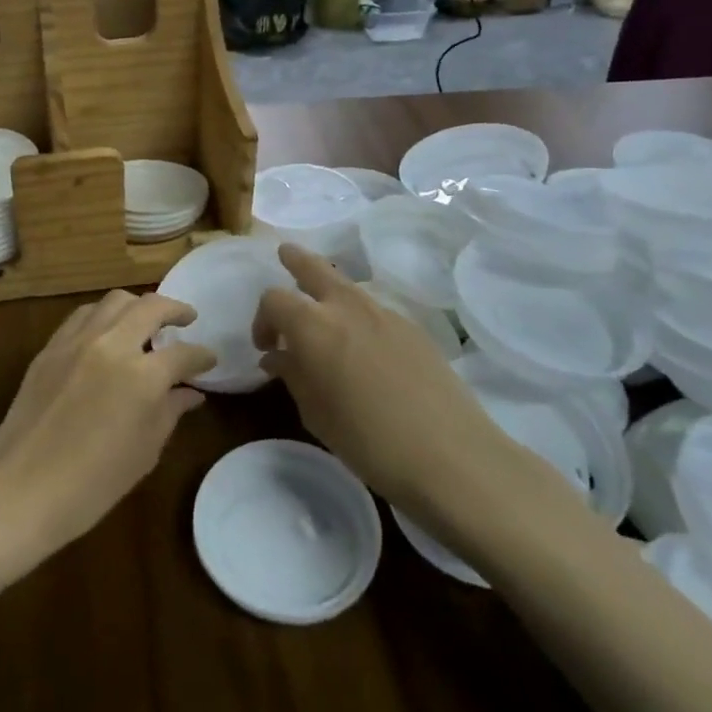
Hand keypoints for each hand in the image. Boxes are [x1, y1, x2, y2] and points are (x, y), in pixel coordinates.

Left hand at [0, 291, 214, 568]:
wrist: (22, 489)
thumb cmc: (93, 484)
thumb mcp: (145, 451)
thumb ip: (171, 412)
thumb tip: (190, 393)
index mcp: (142, 376)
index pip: (184, 354)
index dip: (202, 356)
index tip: (210, 360)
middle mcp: (111, 345)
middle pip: (150, 306)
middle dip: (175, 309)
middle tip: (187, 320)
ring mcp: (76, 341)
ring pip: (114, 301)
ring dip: (137, 306)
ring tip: (146, 323)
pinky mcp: (50, 347)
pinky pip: (83, 316)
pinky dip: (103, 316)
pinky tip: (108, 333)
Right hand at [251, 245, 550, 544]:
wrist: (449, 456)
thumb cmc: (366, 439)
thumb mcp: (314, 413)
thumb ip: (292, 375)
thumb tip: (278, 356)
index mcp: (312, 325)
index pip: (274, 300)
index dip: (262, 319)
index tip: (266, 347)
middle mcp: (346, 307)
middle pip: (314, 267)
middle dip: (296, 260)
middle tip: (285, 256)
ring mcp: (385, 314)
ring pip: (348, 286)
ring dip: (329, 290)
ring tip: (323, 312)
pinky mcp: (414, 329)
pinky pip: (374, 310)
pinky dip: (358, 315)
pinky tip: (363, 347)